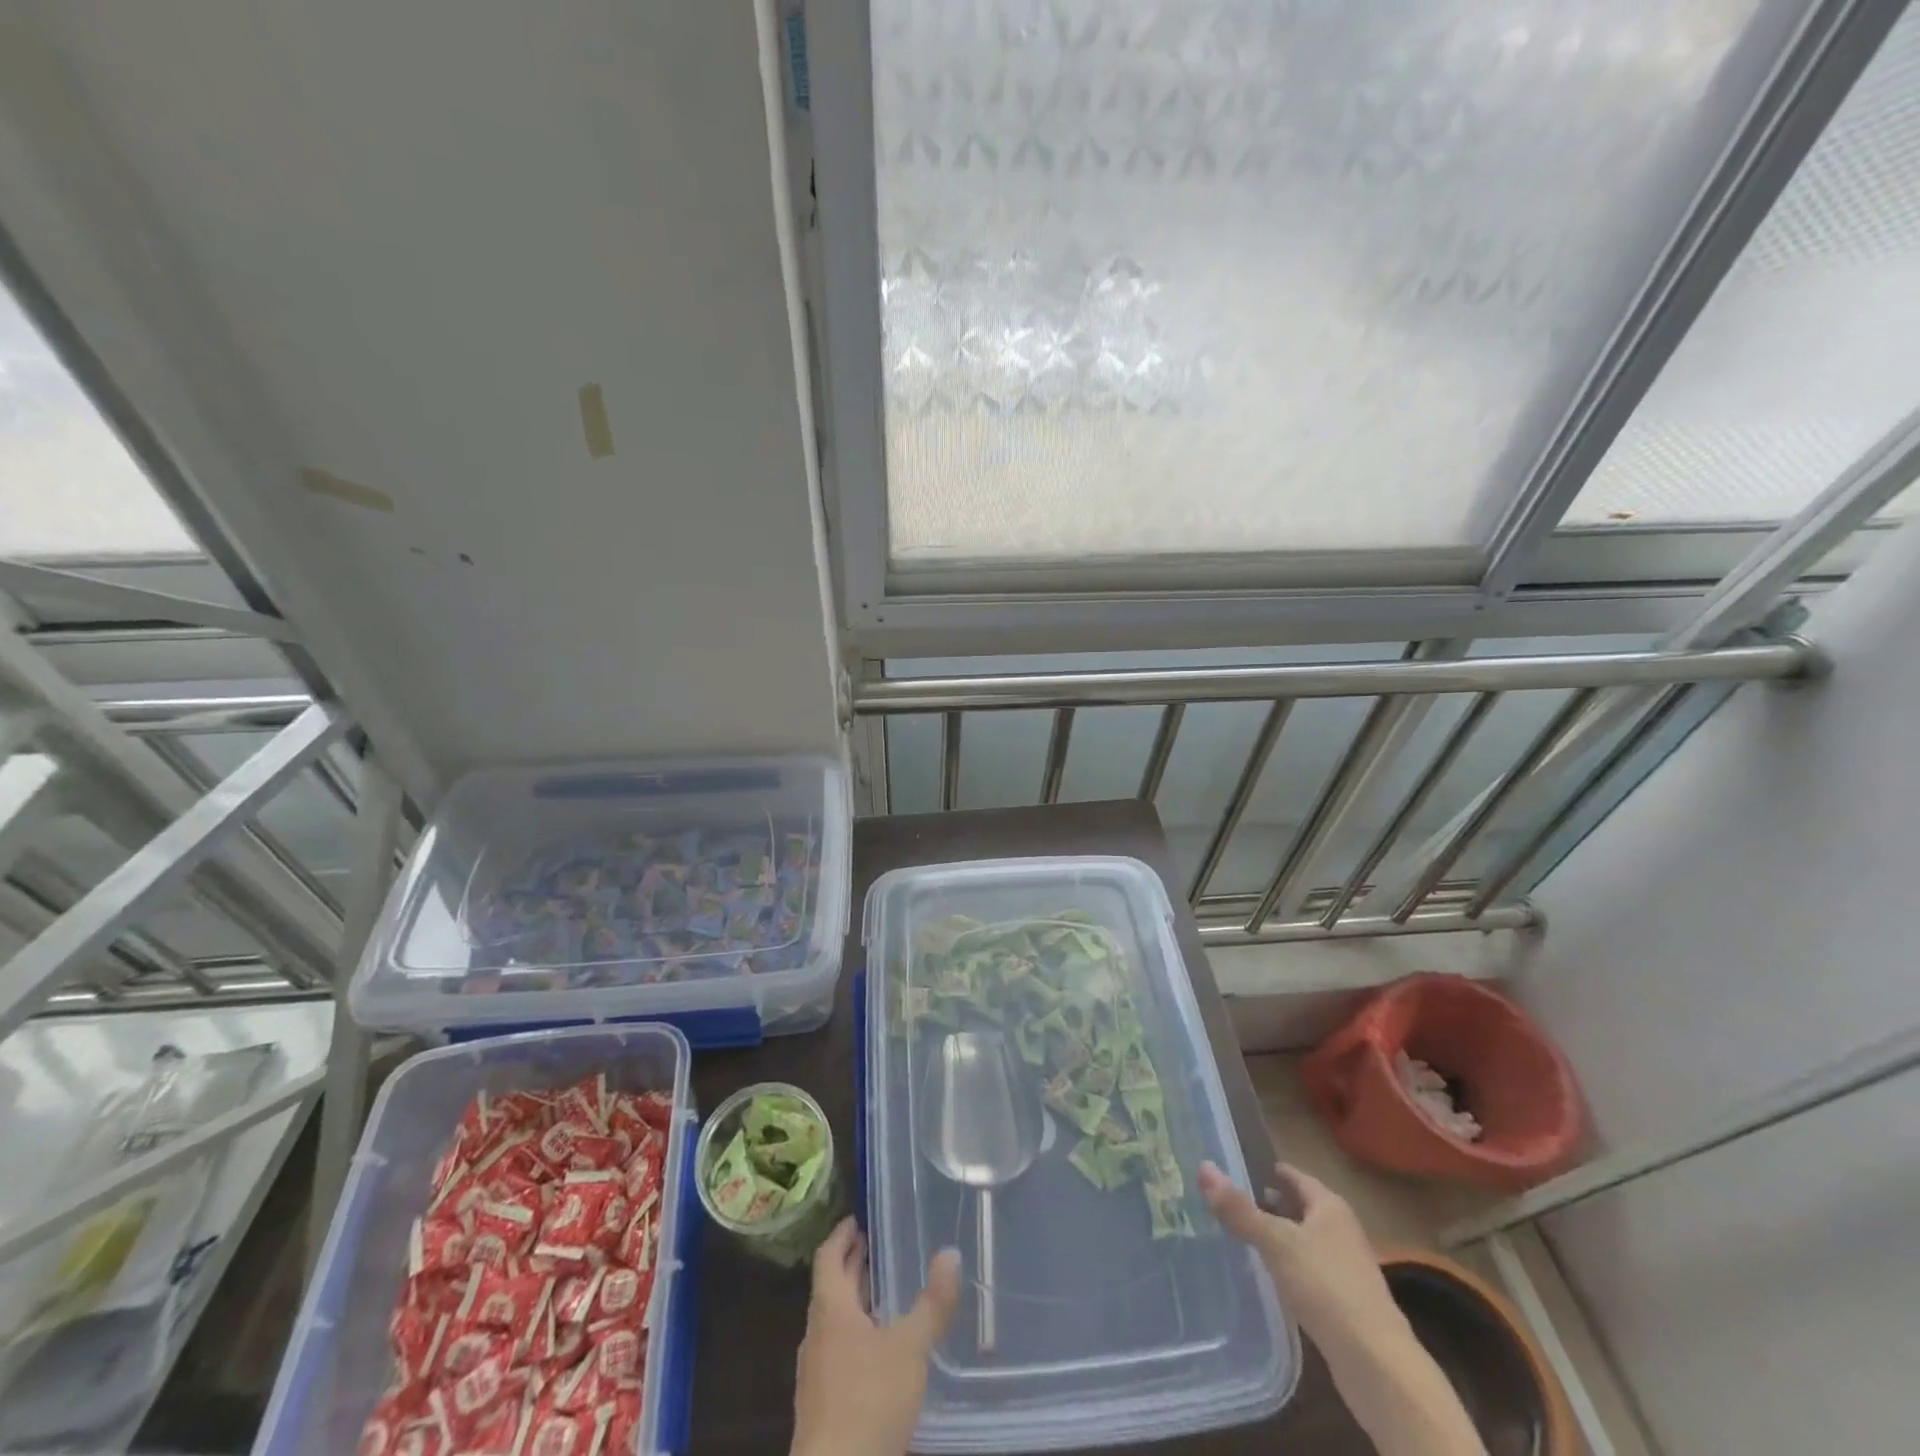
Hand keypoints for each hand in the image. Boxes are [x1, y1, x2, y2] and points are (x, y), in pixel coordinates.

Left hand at [792, 1217, 961, 1455]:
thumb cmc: (868, 1400)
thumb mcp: (910, 1347)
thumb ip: (932, 1302)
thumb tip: (951, 1252)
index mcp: (830, 1309)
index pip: (828, 1257)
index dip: (842, 1235)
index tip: (857, 1218)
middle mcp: (816, 1334)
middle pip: (830, 1288)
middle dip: (851, 1265)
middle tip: (875, 1246)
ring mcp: (816, 1373)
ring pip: (833, 1323)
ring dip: (854, 1303)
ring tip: (883, 1294)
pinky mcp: (822, 1406)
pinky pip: (837, 1353)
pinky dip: (855, 1336)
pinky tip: (879, 1351)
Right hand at [1198, 1162, 1485, 1455]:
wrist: (1377, 1363)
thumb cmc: (1326, 1286)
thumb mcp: (1276, 1242)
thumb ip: (1239, 1209)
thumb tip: (1204, 1167)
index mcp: (1330, 1207)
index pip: (1297, 1177)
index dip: (1273, 1170)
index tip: (1244, 1166)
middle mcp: (1342, 1230)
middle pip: (1303, 1208)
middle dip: (1274, 1203)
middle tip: (1237, 1200)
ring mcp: (1348, 1268)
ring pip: (1307, 1240)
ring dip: (1282, 1236)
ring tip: (1248, 1235)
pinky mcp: (1347, 1302)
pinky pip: (1311, 1270)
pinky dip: (1290, 1265)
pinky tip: (1272, 1276)